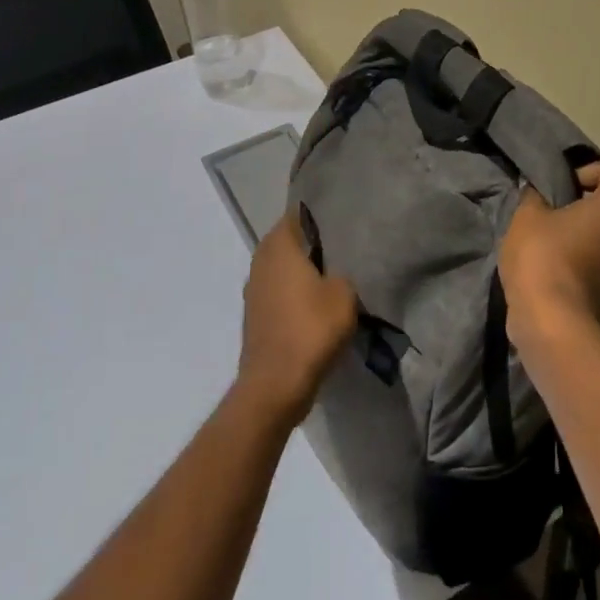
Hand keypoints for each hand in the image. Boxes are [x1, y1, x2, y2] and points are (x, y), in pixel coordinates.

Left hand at [237, 211, 358, 427]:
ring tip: (334, 274)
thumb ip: (343, 271)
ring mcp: (254, 290)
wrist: (276, 385)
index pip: (297, 214)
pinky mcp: (256, 315)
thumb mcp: (344, 294)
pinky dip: (295, 293)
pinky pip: (279, 292)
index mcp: (279, 246)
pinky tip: (317, 302)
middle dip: (312, 243)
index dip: (319, 215)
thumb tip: (338, 270)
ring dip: (303, 270)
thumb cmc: (311, 329)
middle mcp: (261, 261)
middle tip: (343, 245)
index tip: (342, 218)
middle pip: (289, 241)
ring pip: (282, 268)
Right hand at [499, 161, 599, 349]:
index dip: (584, 172)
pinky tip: (564, 272)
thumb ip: (535, 196)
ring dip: (593, 235)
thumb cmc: (543, 256)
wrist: (553, 323)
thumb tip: (537, 194)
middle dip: (590, 205)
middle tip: (557, 214)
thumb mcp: (528, 215)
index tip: (560, 188)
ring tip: (560, 245)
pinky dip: (593, 262)